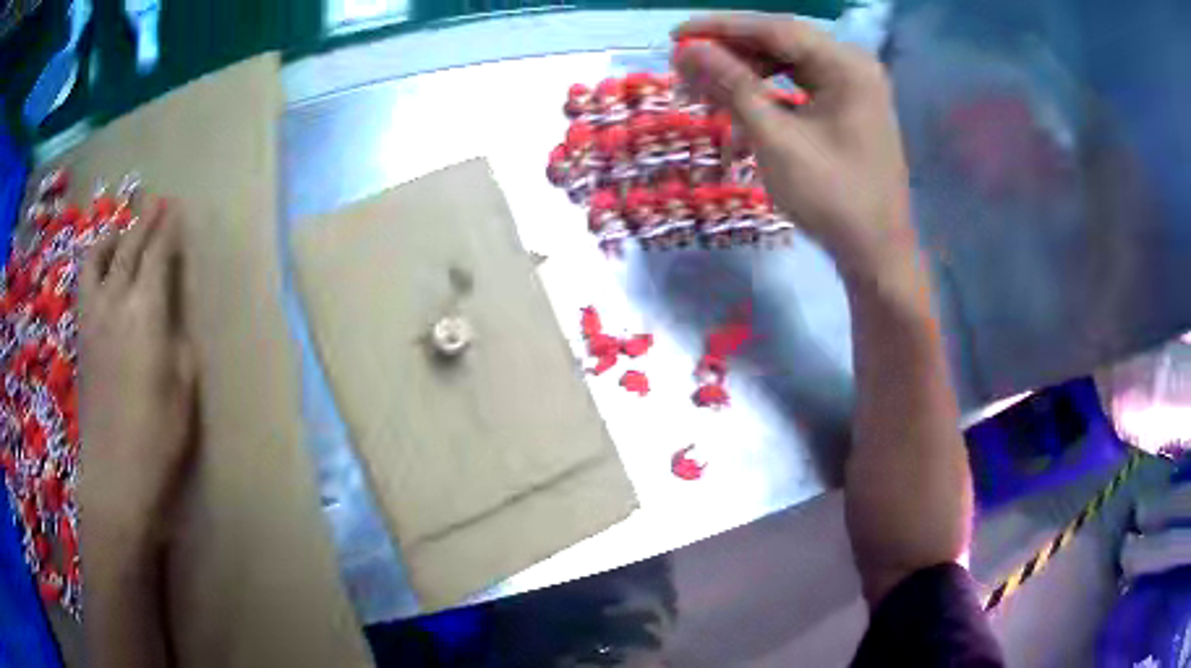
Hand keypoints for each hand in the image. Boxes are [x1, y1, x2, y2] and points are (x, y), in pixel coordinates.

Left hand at [78, 201, 195, 553]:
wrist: (116, 477)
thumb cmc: (158, 437)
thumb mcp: (183, 387)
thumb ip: (176, 339)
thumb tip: (169, 316)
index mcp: (146, 312)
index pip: (157, 255)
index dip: (168, 230)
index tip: (177, 209)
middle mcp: (114, 303)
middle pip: (128, 247)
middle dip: (144, 221)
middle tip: (157, 202)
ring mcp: (92, 319)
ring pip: (97, 259)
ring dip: (111, 236)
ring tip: (120, 229)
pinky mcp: (81, 338)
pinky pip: (84, 285)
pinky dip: (93, 265)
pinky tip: (100, 271)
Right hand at [673, 14, 914, 280]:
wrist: (876, 254)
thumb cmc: (832, 198)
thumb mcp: (776, 139)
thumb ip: (732, 86)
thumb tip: (687, 50)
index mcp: (847, 65)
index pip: (774, 29)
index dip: (720, 28)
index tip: (675, 36)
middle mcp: (853, 66)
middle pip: (781, 44)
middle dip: (731, 55)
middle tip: (685, 69)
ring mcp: (854, 88)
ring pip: (788, 66)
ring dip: (745, 78)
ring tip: (705, 95)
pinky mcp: (848, 109)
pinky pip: (800, 89)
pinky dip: (768, 98)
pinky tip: (740, 115)